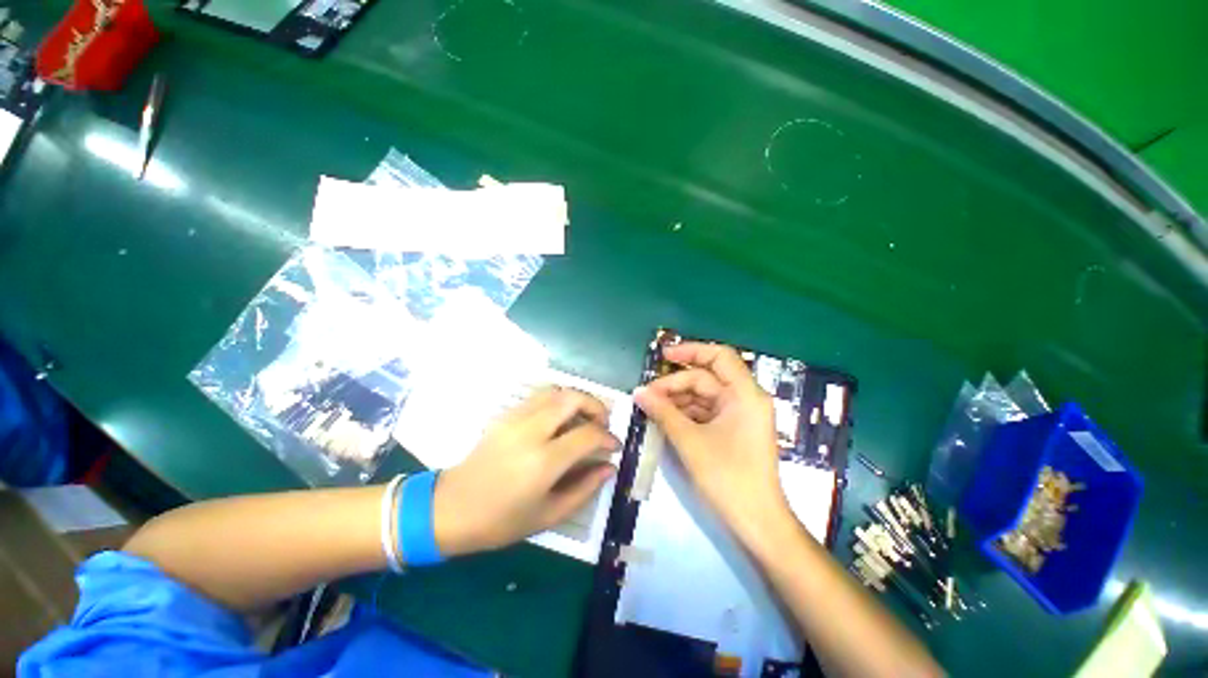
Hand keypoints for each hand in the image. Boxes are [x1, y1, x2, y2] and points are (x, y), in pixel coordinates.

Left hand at [433, 388, 619, 556]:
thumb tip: (609, 467)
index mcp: (543, 461)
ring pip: (556, 391)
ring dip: (577, 399)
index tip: (615, 447)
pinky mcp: (506, 414)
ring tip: (584, 418)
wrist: (450, 508)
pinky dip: (558, 401)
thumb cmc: (501, 521)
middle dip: (596, 406)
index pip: (588, 434)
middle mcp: (531, 431)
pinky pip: (539, 397)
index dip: (608, 438)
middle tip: (603, 423)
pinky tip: (560, 420)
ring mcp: (515, 418)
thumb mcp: (549, 515)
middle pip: (573, 398)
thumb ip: (584, 488)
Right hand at [634, 342, 788, 540]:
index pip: (719, 356)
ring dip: (677, 399)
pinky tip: (665, 418)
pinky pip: (706, 412)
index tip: (663, 356)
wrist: (757, 522)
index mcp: (745, 394)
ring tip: (650, 407)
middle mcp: (745, 399)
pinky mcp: (733, 429)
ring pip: (703, 396)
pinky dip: (685, 413)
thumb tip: (638, 392)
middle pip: (706, 378)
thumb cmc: (728, 477)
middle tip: (646, 394)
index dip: (690, 351)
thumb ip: (663, 412)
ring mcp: (740, 415)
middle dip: (675, 384)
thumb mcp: (690, 441)